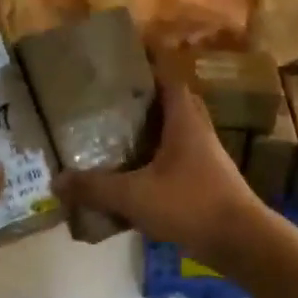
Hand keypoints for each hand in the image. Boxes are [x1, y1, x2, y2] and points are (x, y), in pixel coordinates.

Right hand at [54, 79, 270, 270]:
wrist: (240, 241)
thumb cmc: (190, 204)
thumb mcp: (136, 196)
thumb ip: (96, 188)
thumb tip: (57, 180)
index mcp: (184, 119)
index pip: (168, 76)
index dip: (150, 62)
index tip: (125, 56)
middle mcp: (197, 129)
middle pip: (172, 101)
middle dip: (145, 97)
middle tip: (113, 98)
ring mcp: (206, 155)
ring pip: (176, 130)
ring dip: (152, 129)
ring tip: (118, 133)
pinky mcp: (208, 179)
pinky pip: (178, 156)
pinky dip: (158, 157)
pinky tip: (136, 175)